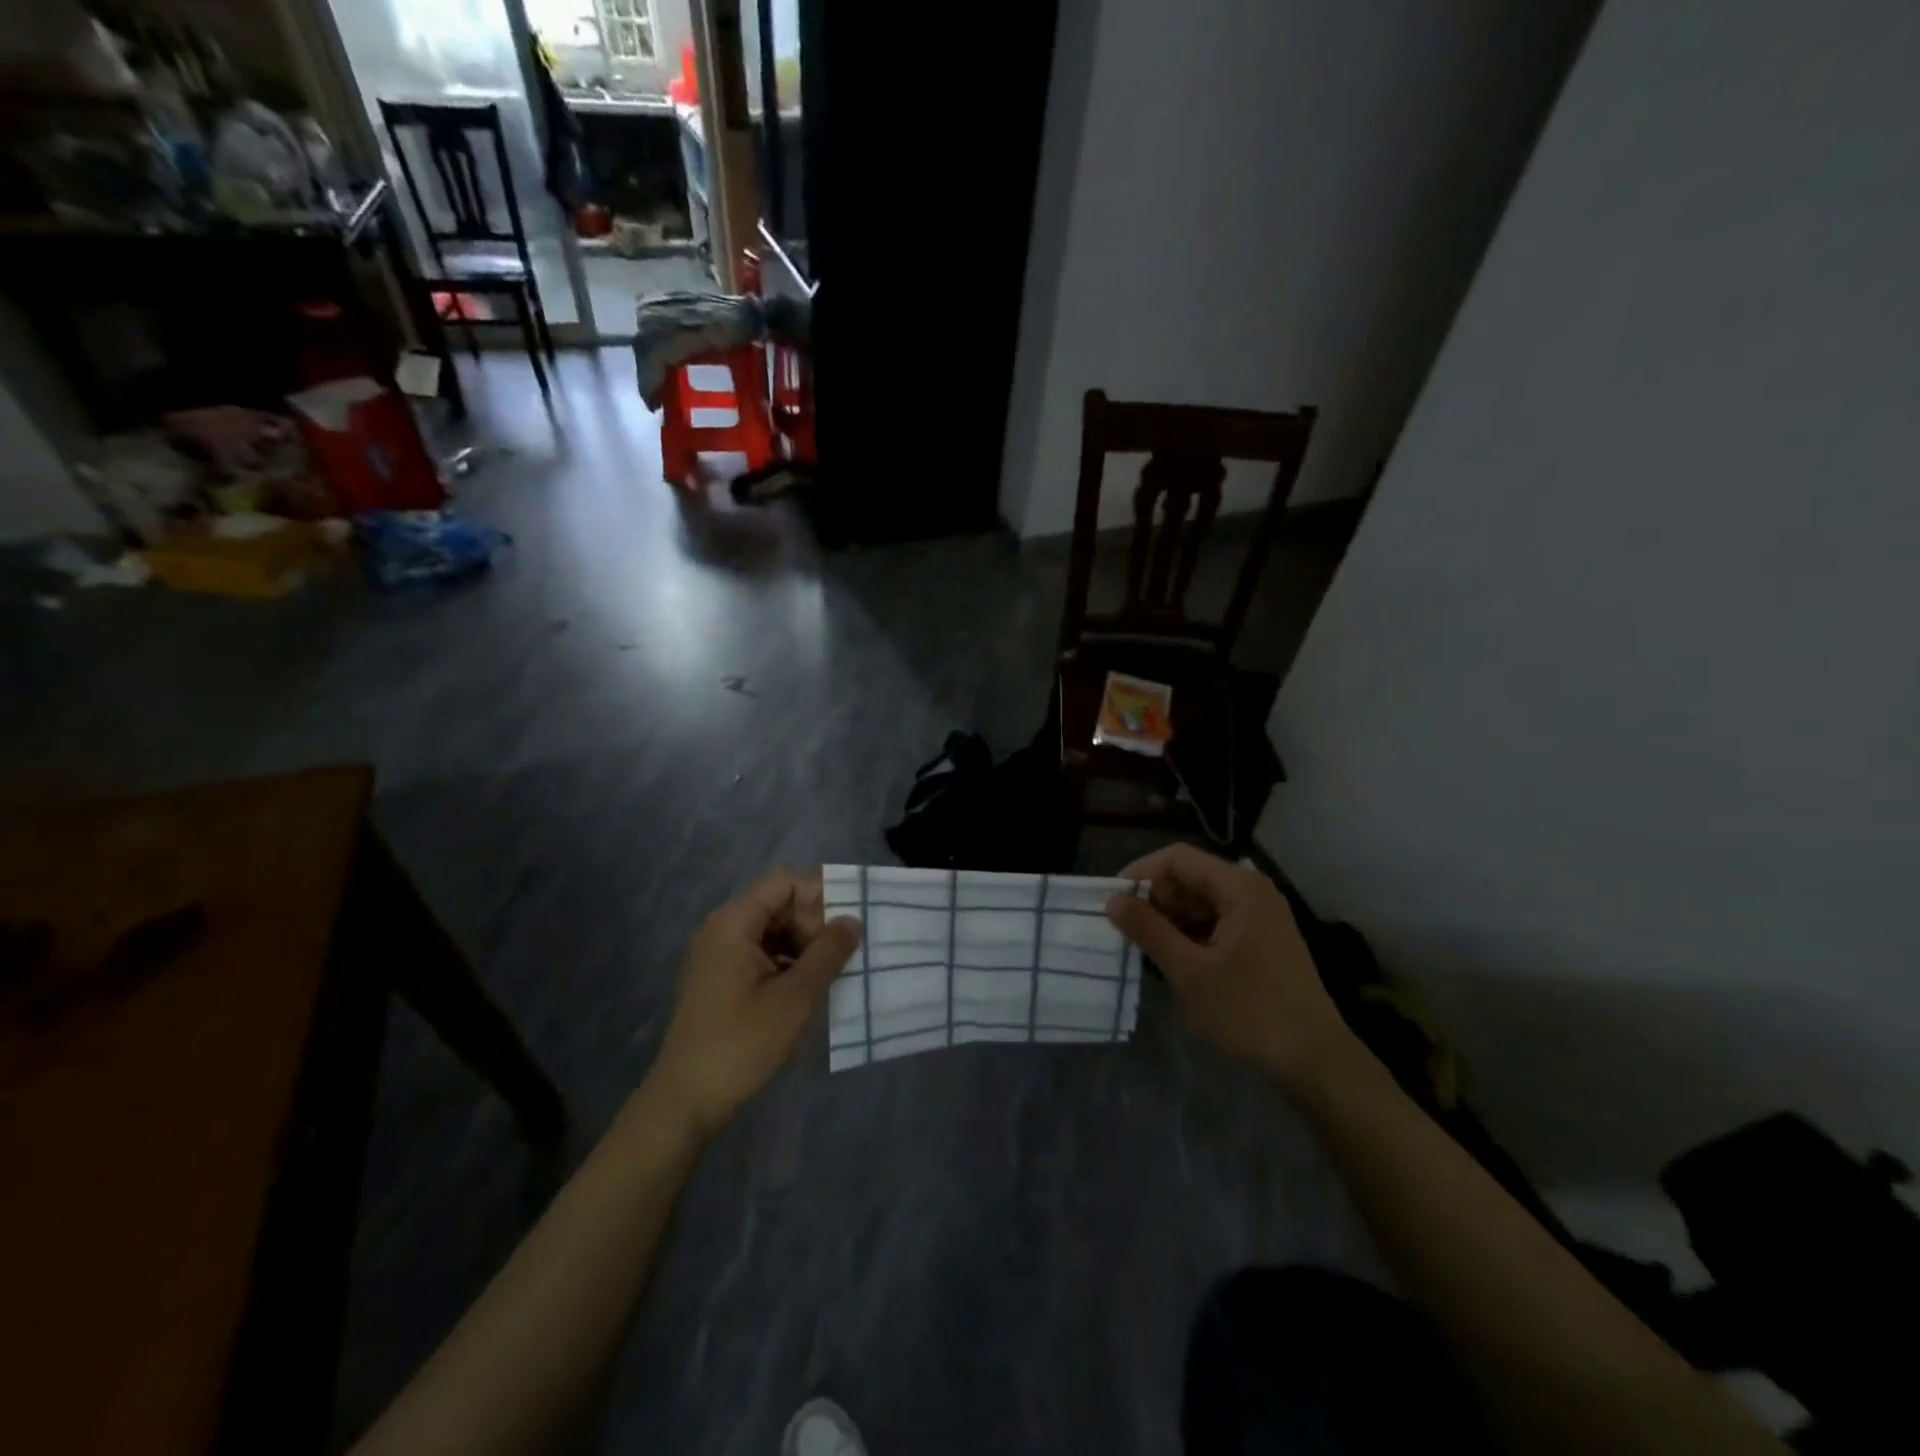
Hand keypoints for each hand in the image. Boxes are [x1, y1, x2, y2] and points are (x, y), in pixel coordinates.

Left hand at [648, 869, 861, 1138]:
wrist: (686, 1102)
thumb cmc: (741, 1043)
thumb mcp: (795, 997)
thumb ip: (828, 952)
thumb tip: (853, 919)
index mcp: (733, 923)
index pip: (785, 883)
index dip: (820, 897)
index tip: (845, 929)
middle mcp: (723, 929)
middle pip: (779, 904)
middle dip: (814, 924)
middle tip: (840, 957)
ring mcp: (719, 955)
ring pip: (774, 931)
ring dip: (804, 946)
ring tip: (831, 974)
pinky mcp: (722, 980)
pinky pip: (762, 954)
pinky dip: (788, 963)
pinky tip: (808, 989)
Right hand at [1106, 845, 1358, 1093]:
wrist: (1314, 1059)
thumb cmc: (1249, 1010)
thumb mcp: (1189, 971)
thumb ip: (1148, 929)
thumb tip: (1113, 900)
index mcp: (1239, 887)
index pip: (1178, 858)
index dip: (1141, 873)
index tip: (1112, 901)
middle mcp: (1252, 891)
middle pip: (1190, 876)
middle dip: (1155, 898)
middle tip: (1126, 930)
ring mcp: (1260, 915)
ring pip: (1201, 900)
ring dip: (1170, 918)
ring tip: (1145, 947)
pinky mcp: (1262, 939)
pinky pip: (1216, 920)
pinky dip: (1190, 932)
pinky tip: (1174, 959)